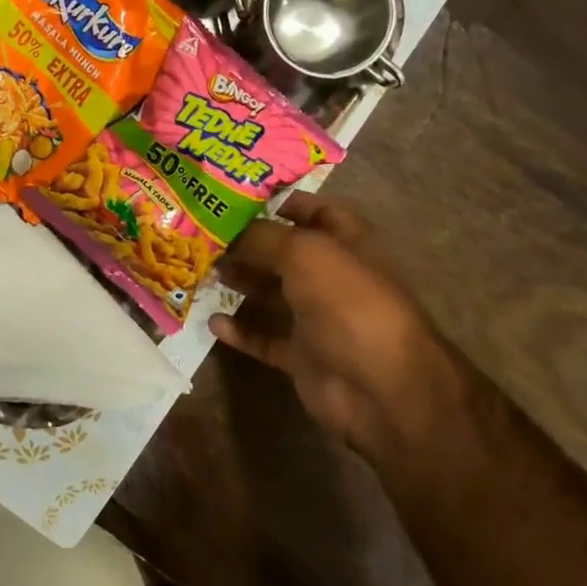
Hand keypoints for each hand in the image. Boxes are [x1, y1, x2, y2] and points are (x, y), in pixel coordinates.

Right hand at [210, 194, 463, 462]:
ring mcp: (318, 318)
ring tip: (205, 271)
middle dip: (248, 242)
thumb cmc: (348, 302)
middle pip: (285, 252)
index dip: (279, 201)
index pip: (313, 210)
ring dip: (242, 282)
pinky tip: (212, 321)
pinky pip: (265, 338)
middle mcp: (332, 276)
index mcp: (346, 242)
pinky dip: (240, 331)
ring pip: (273, 293)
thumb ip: (263, 237)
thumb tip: (230, 232)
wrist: (381, 386)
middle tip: (205, 235)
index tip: (234, 198)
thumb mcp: (304, 253)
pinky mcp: (303, 355)